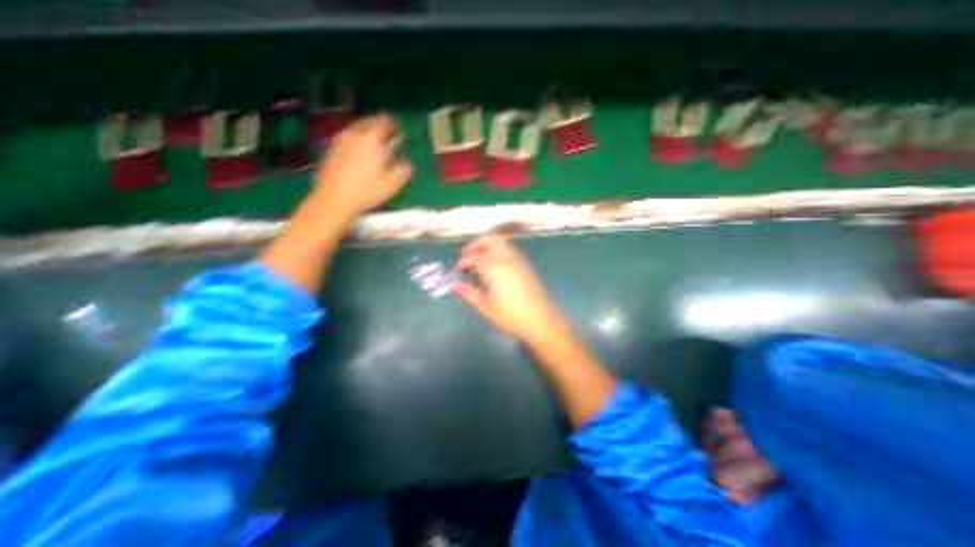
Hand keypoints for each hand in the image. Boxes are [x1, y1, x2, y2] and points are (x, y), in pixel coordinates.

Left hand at [314, 112, 412, 219]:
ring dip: (367, 133)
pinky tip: (361, 153)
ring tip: (375, 144)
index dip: (393, 124)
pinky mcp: (331, 150)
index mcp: (371, 139)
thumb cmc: (366, 191)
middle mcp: (354, 134)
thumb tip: (408, 164)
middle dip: (380, 126)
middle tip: (389, 136)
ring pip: (356, 129)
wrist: (333, 199)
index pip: (384, 121)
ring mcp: (340, 141)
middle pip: (368, 122)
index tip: (400, 130)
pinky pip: (348, 138)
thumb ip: (402, 170)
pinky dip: (357, 141)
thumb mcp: (391, 184)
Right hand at [454, 233, 567, 342]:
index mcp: (495, 267)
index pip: (474, 257)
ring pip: (501, 242)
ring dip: (487, 246)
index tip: (457, 270)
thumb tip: (454, 284)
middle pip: (490, 239)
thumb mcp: (485, 307)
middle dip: (475, 244)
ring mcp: (519, 260)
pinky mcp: (526, 265)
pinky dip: (498, 251)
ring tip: (478, 261)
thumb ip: (468, 292)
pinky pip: (509, 250)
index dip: (463, 261)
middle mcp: (507, 258)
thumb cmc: (511, 316)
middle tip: (466, 256)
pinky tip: (494, 267)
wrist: (542, 321)